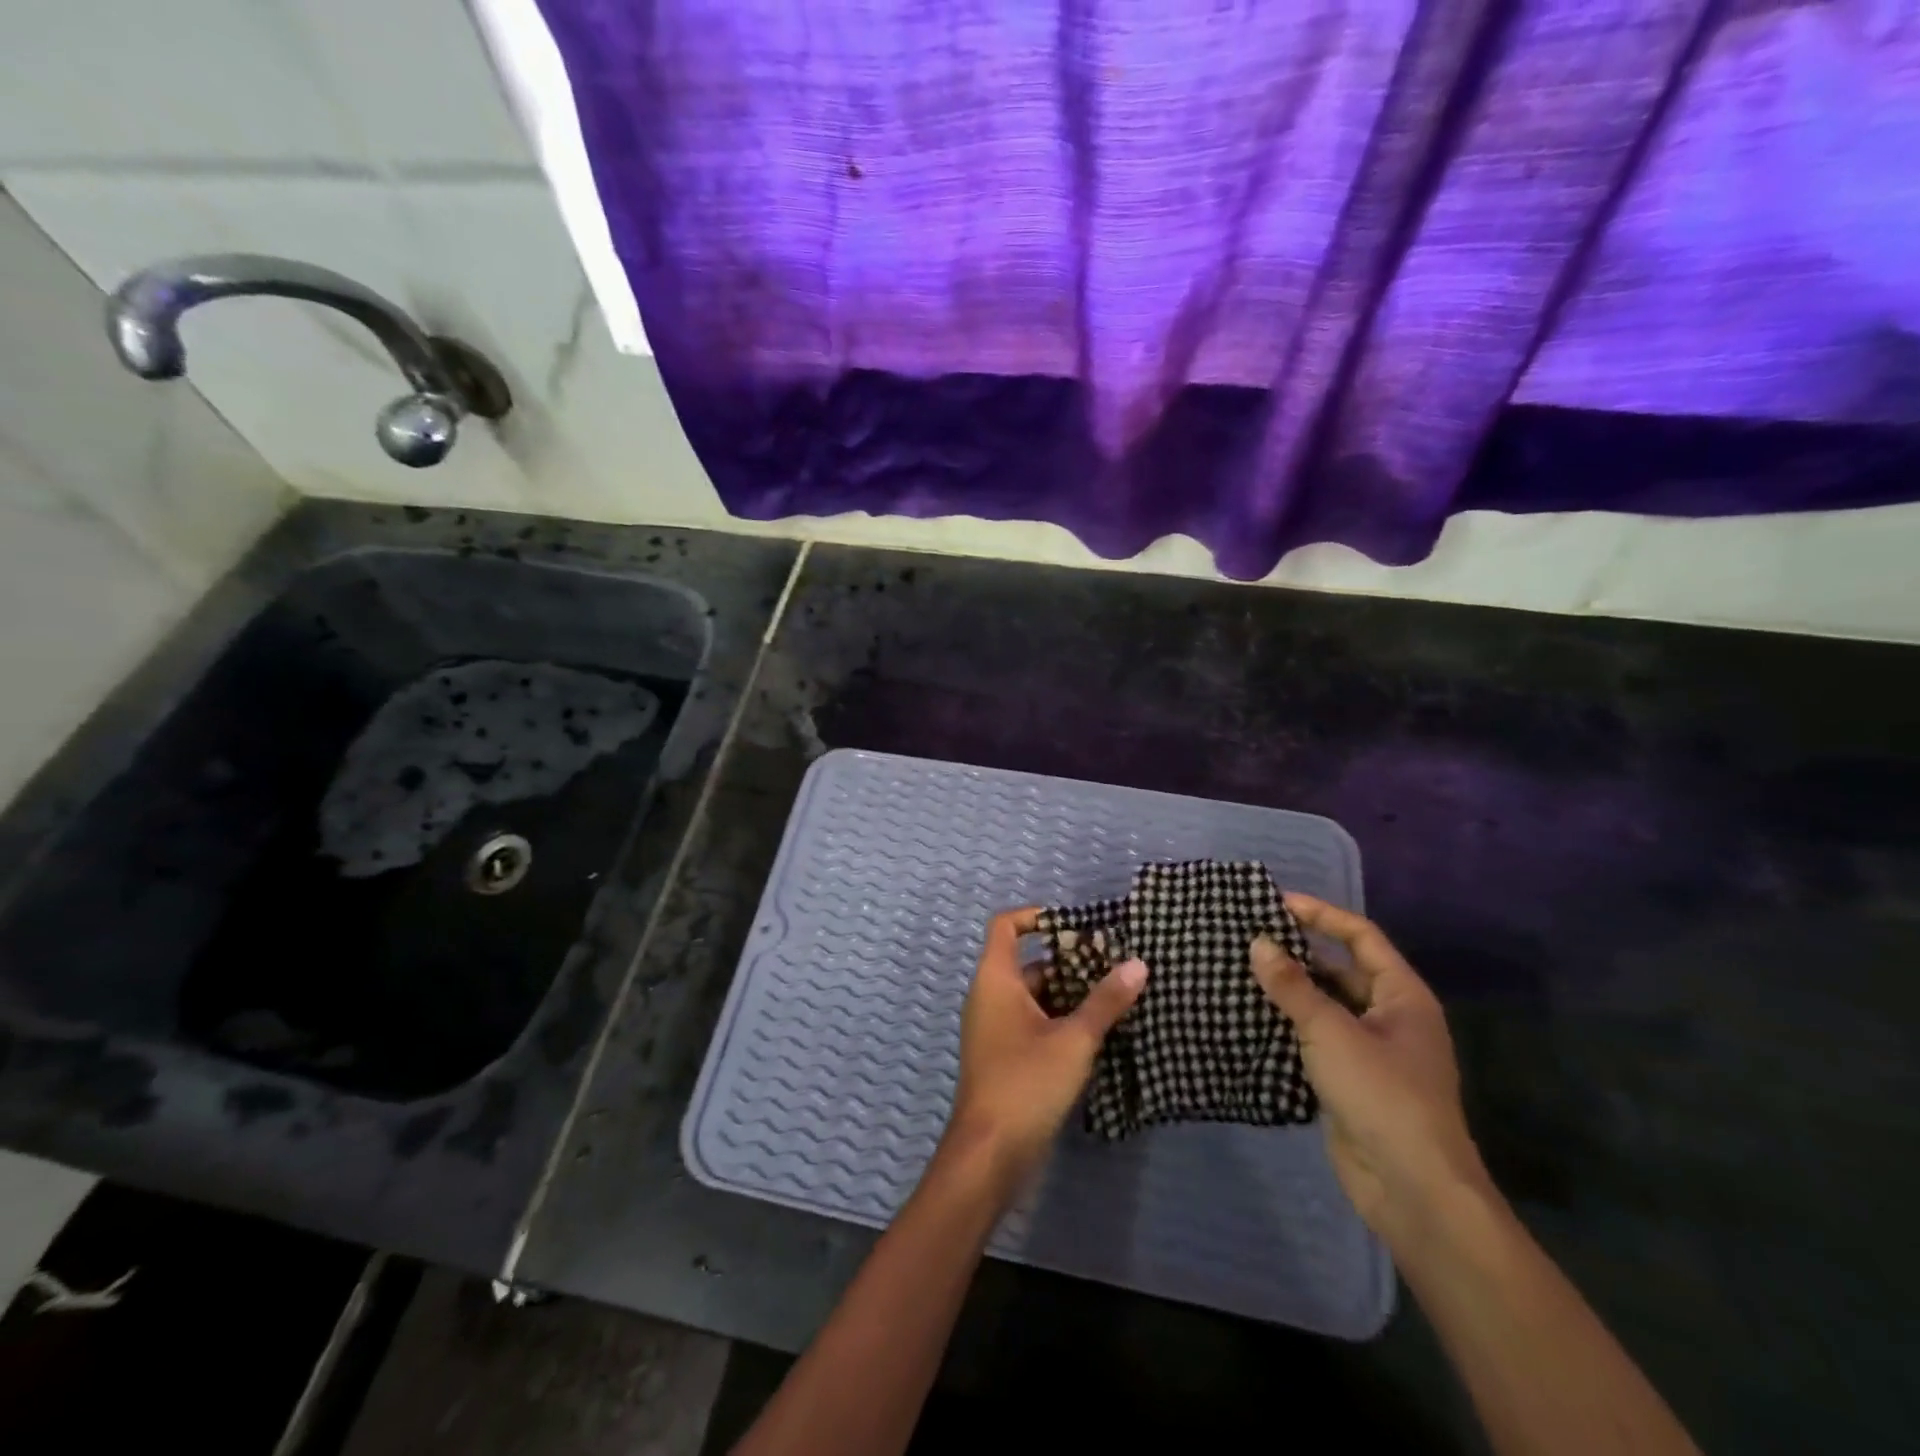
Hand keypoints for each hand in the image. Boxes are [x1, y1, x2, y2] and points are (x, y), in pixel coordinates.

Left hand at [944, 908, 1146, 1182]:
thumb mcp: (1073, 1040)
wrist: (989, 1154)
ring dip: (1070, 994)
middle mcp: (990, 996)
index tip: (1076, 926)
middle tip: (1114, 965)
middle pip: (1028, 963)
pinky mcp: (1005, 1056)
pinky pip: (1033, 1022)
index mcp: (995, 979)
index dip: (1036, 917)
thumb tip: (1138, 963)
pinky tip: (1099, 1033)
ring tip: (1116, 997)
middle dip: (1069, 962)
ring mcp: (995, 1028)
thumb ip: (1105, 1002)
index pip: (1006, 926)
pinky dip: (1061, 1020)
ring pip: (1034, 996)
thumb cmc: (1026, 1083)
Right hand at [1251, 894, 1486, 1240]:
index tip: (1276, 903)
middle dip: (1299, 953)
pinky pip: (1315, 1039)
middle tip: (1249, 937)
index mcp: (1402, 996)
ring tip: (1241, 971)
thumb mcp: (1331, 1032)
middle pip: (1341, 969)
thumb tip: (1258, 943)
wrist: (1413, 1191)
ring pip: (1325, 1006)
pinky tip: (1250, 1017)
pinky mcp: (1350, 1082)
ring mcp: (1371, 1052)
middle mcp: (1390, 1018)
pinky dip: (1287, 1025)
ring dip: (1289, 990)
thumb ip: (1292, 987)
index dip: (1321, 915)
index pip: (1361, 937)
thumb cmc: (1382, 1095)